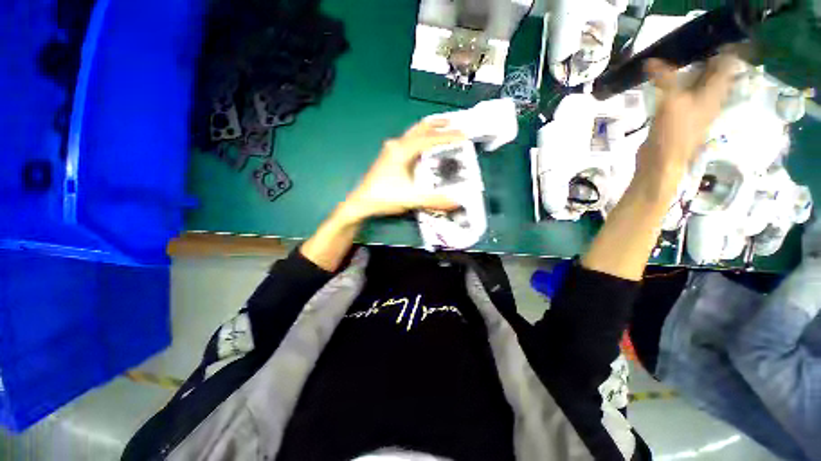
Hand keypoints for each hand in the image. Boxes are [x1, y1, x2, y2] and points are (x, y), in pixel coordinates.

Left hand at [341, 119, 465, 222]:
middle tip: (453, 123)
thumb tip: (457, 202)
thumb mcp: (411, 198)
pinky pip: (408, 142)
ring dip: (427, 131)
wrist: (361, 202)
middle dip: (437, 125)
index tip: (463, 134)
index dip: (447, 136)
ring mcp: (390, 150)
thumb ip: (434, 200)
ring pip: (412, 134)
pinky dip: (420, 140)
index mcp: (402, 151)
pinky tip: (424, 149)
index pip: (429, 139)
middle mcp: (396, 145)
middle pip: (419, 128)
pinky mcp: (388, 157)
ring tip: (441, 131)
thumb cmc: (384, 197)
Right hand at [637, 54, 739, 183]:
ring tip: (677, 60)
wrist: (663, 161)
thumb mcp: (671, 101)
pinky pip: (685, 94)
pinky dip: (679, 86)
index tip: (709, 37)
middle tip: (689, 46)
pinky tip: (668, 82)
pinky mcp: (682, 116)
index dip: (723, 49)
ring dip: (690, 72)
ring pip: (699, 83)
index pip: (727, 64)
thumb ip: (665, 78)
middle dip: (705, 58)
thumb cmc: (675, 132)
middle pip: (713, 72)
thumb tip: (651, 61)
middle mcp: (711, 97)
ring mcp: (697, 107)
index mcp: (716, 92)